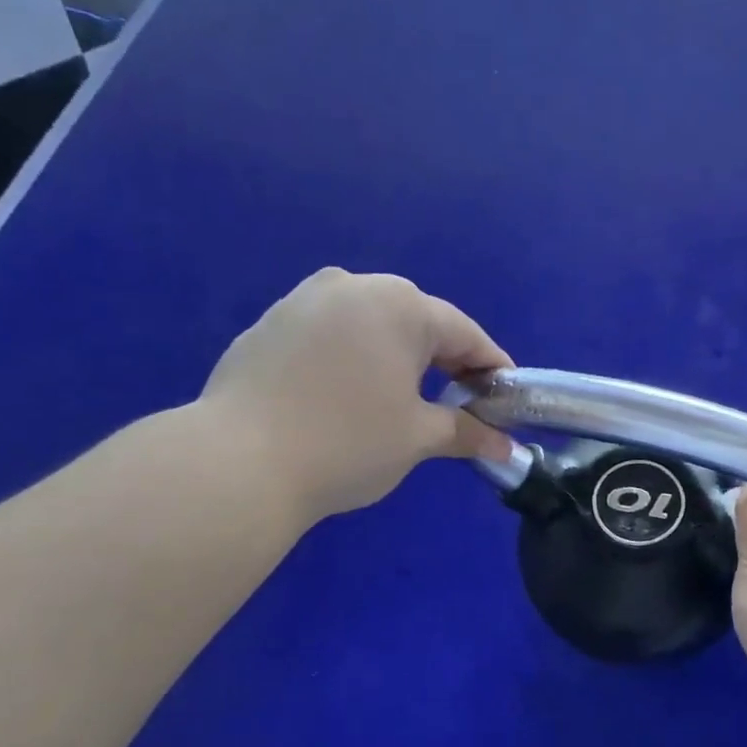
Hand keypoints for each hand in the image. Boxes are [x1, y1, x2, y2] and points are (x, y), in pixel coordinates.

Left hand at [197, 268, 513, 519]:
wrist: (239, 461)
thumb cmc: (348, 443)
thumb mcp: (418, 438)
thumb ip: (466, 432)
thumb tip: (506, 447)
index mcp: (400, 305)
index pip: (464, 333)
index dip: (491, 367)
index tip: (507, 398)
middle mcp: (353, 285)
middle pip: (417, 322)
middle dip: (445, 360)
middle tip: (461, 402)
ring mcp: (304, 299)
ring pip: (370, 324)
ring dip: (398, 357)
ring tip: (406, 398)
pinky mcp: (270, 323)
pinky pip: (332, 334)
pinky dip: (355, 358)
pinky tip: (350, 395)